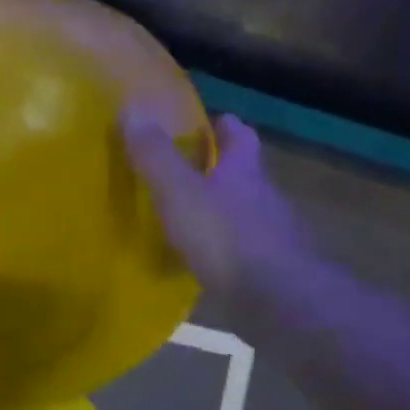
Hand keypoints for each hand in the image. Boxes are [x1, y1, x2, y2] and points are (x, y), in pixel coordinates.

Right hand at [121, 110, 314, 317]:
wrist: (278, 301)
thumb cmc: (226, 237)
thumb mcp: (179, 191)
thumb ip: (155, 155)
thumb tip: (132, 108)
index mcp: (244, 171)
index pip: (240, 136)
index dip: (223, 126)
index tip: (204, 124)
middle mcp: (263, 197)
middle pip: (242, 174)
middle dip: (216, 170)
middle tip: (180, 171)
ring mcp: (271, 236)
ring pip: (241, 213)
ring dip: (217, 211)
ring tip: (182, 218)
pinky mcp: (268, 271)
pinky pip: (239, 250)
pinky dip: (219, 249)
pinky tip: (198, 260)